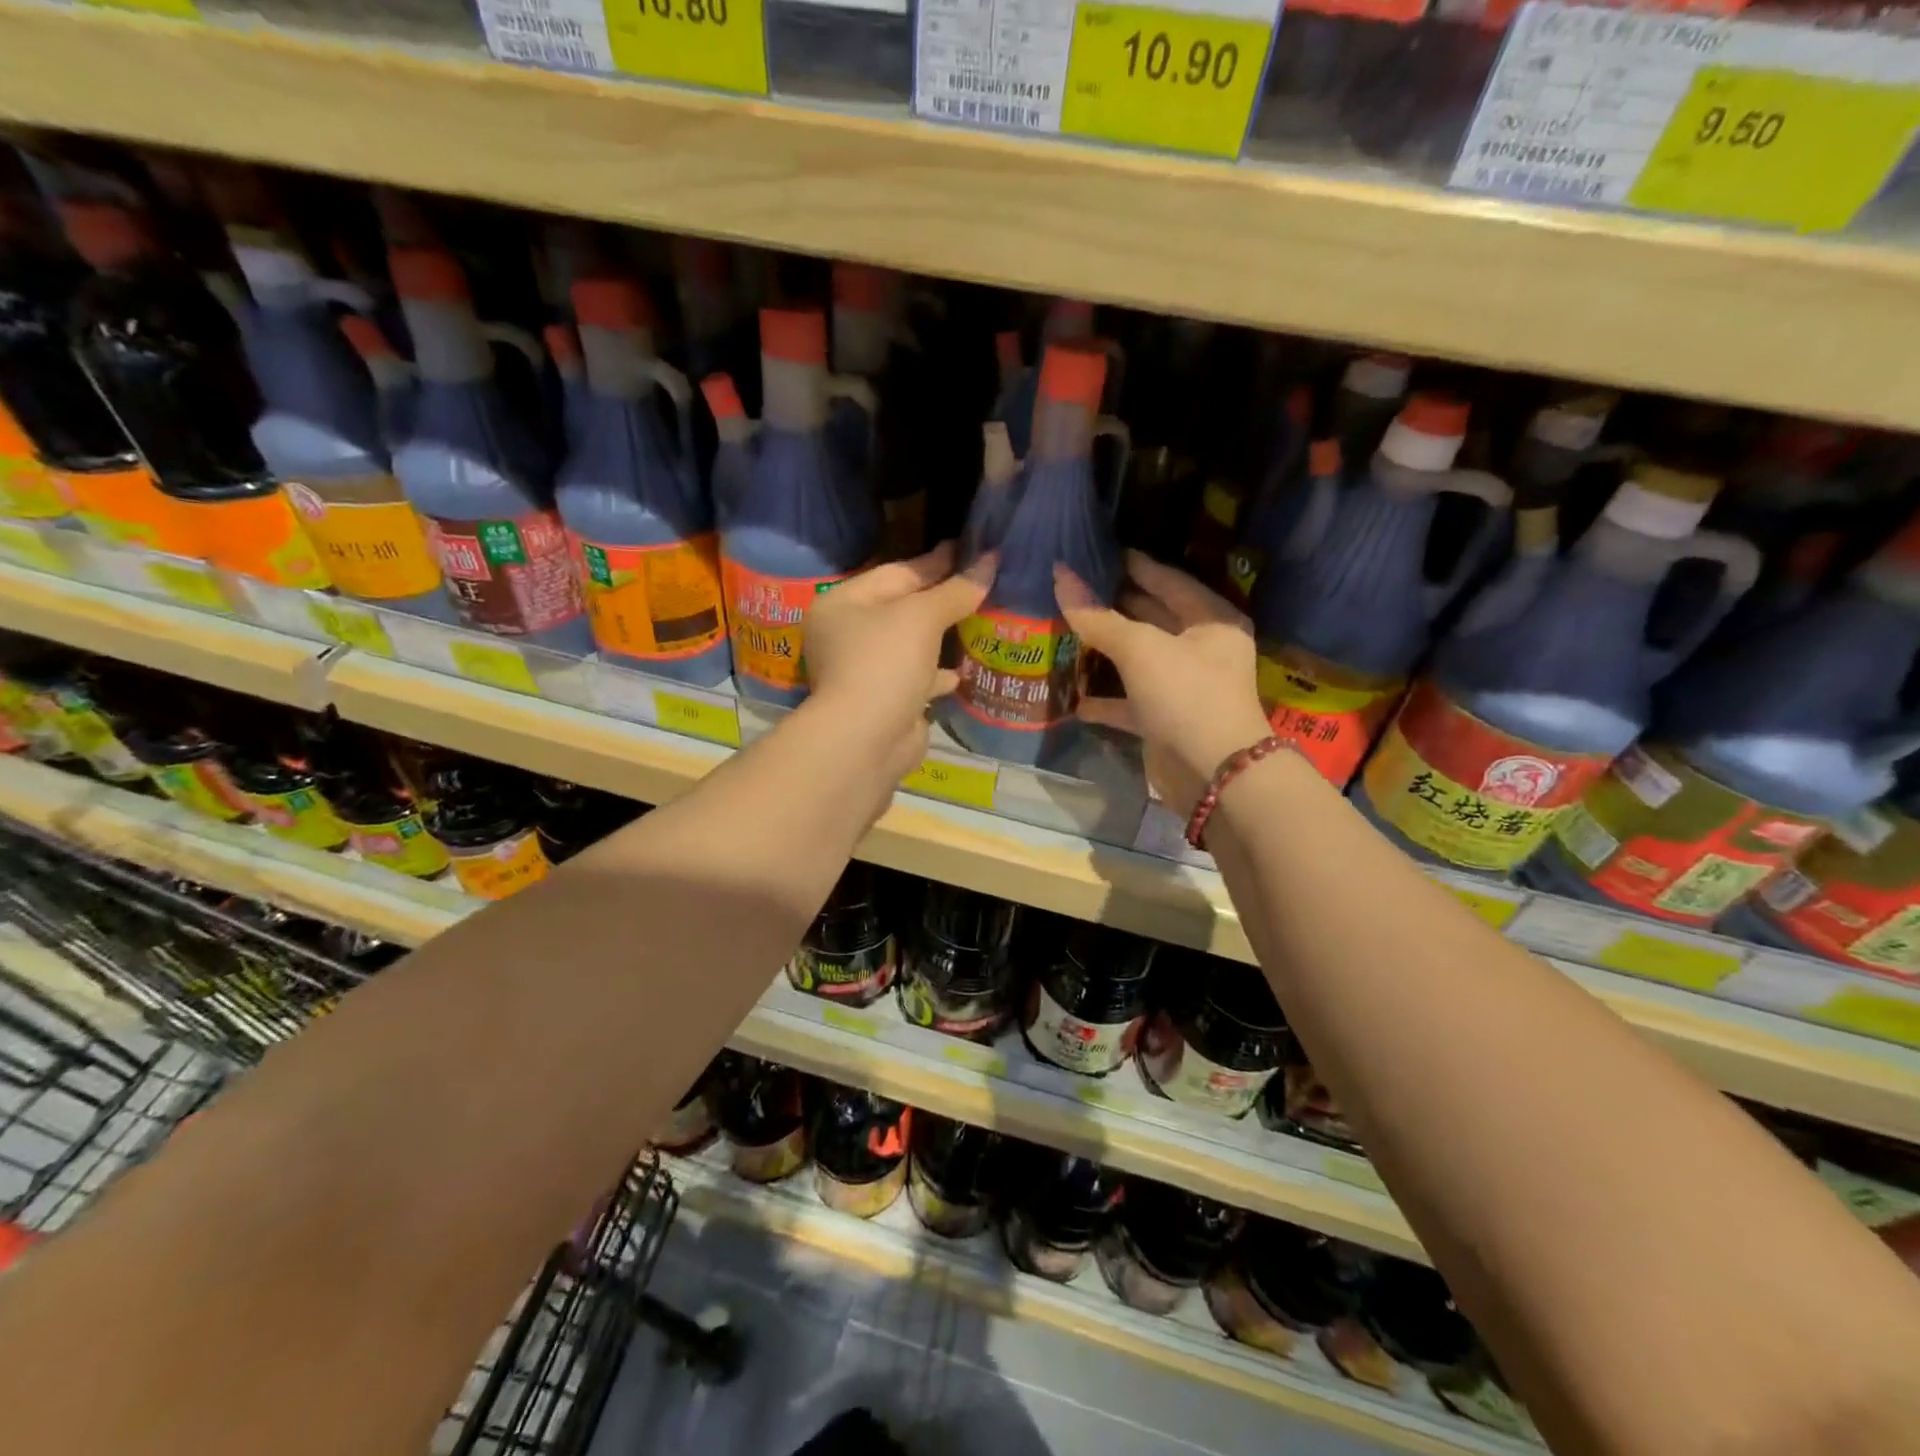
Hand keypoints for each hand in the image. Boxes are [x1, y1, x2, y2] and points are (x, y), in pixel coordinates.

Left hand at [805, 541, 995, 784]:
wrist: (866, 740)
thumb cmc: (885, 663)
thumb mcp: (922, 616)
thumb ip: (956, 590)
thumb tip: (990, 561)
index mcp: (843, 603)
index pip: (896, 572)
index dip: (936, 562)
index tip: (970, 549)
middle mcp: (846, 635)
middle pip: (902, 608)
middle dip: (941, 600)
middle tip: (981, 583)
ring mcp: (863, 671)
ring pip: (909, 645)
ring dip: (941, 637)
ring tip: (979, 622)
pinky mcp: (882, 702)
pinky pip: (914, 678)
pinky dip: (936, 674)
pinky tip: (961, 672)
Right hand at [1056, 551, 1270, 816]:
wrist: (1213, 773)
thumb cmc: (1185, 694)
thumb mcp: (1140, 648)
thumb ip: (1097, 617)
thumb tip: (1060, 576)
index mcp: (1211, 620)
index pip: (1169, 581)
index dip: (1136, 566)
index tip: (1101, 554)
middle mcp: (1201, 649)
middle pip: (1153, 618)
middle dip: (1115, 606)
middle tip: (1074, 589)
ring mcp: (1183, 687)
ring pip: (1138, 661)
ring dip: (1105, 652)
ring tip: (1065, 632)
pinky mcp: (1165, 720)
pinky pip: (1129, 703)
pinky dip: (1105, 700)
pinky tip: (1073, 698)